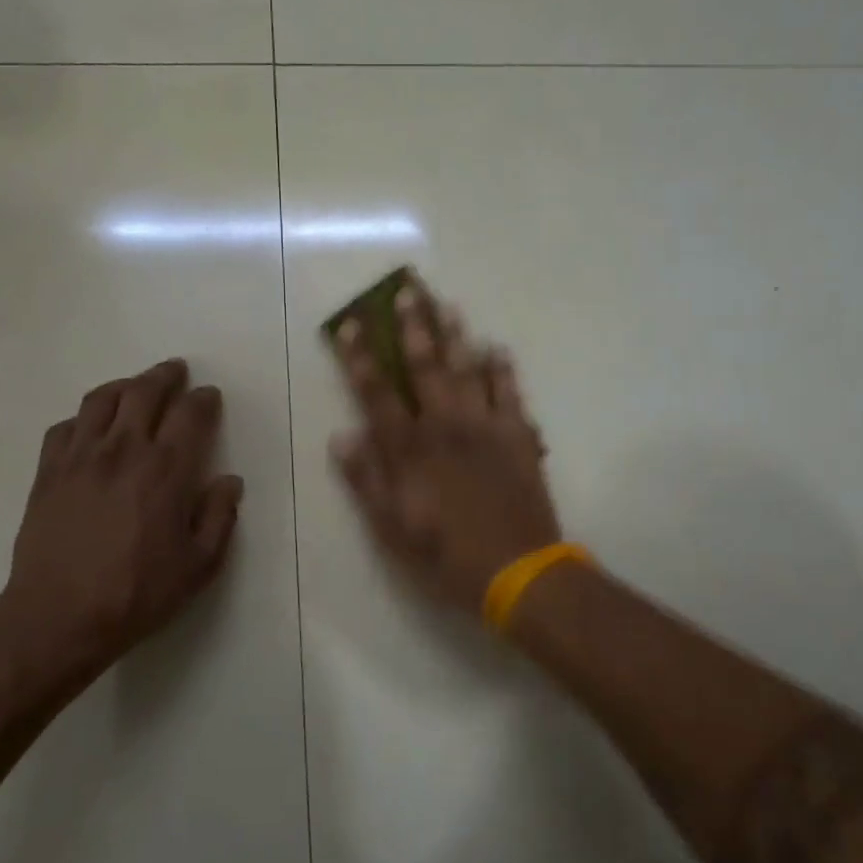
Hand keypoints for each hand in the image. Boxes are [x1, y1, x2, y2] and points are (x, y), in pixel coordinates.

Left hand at [0, 358, 243, 685]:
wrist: (59, 616)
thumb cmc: (138, 593)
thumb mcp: (198, 565)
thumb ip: (219, 518)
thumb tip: (229, 482)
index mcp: (166, 470)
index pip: (190, 414)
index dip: (203, 399)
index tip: (209, 396)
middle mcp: (124, 450)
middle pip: (144, 392)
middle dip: (165, 376)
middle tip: (176, 371)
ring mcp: (80, 457)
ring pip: (101, 399)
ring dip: (124, 385)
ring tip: (134, 387)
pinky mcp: (48, 472)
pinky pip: (65, 426)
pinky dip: (83, 417)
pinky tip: (90, 427)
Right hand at [330, 281, 560, 609]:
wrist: (518, 571)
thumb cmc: (446, 556)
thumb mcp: (392, 529)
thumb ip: (366, 481)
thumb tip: (342, 436)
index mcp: (410, 449)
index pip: (377, 393)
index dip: (361, 357)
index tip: (350, 325)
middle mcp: (445, 427)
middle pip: (425, 367)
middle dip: (413, 327)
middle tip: (408, 291)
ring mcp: (487, 428)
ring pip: (468, 370)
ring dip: (456, 336)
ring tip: (448, 305)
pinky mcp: (520, 437)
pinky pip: (511, 393)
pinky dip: (504, 369)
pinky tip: (497, 349)